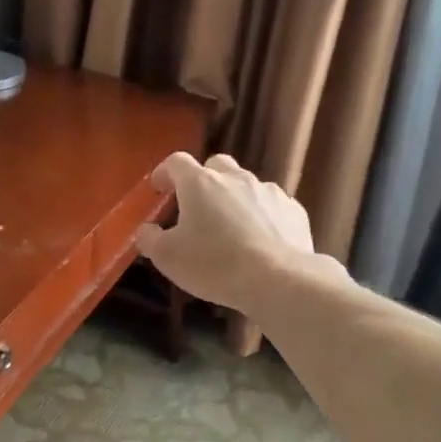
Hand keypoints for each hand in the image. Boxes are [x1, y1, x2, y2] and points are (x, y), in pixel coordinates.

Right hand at [136, 152, 317, 313]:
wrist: (278, 279)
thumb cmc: (214, 264)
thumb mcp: (167, 257)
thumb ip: (150, 239)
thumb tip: (147, 230)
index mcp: (200, 183)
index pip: (176, 162)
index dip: (165, 172)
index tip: (158, 188)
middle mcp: (235, 178)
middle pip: (216, 164)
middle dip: (203, 179)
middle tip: (196, 206)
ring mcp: (268, 191)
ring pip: (246, 185)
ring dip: (233, 199)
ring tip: (230, 229)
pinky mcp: (293, 210)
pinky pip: (270, 206)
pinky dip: (260, 216)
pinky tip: (259, 241)